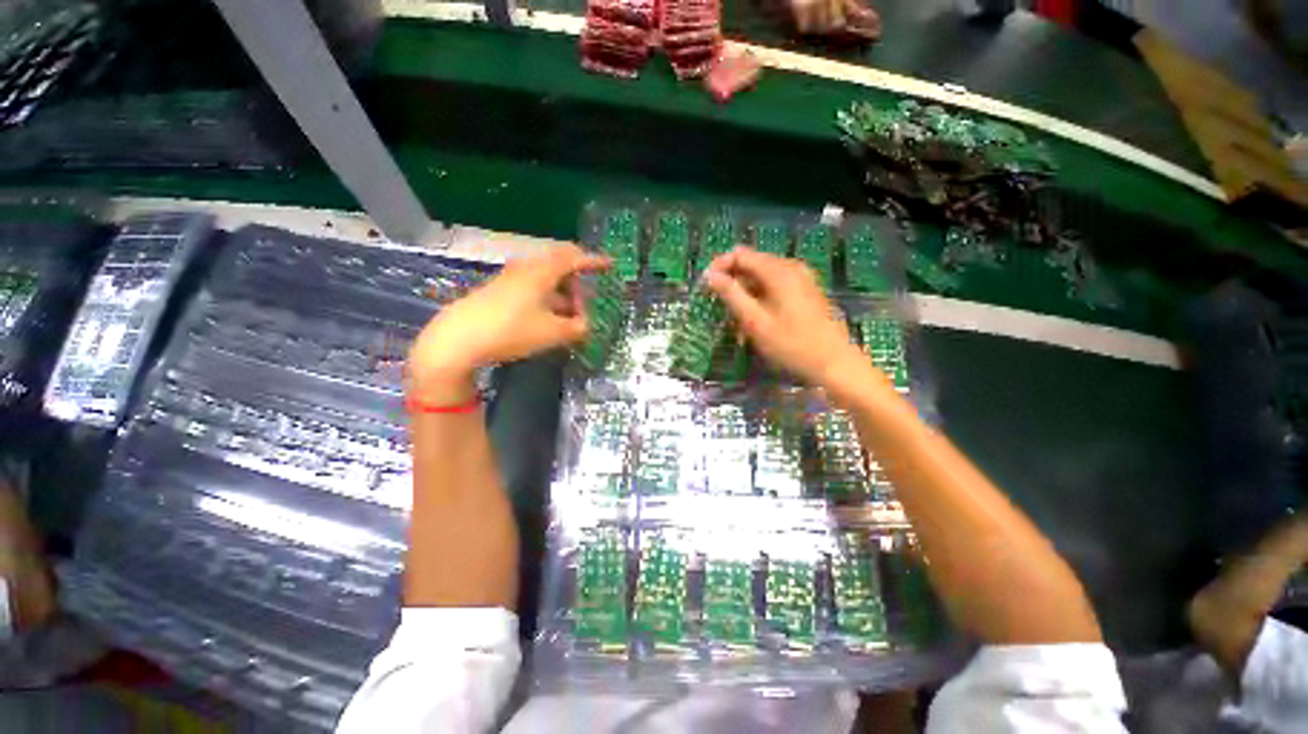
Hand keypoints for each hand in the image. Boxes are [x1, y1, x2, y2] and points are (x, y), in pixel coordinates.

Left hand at [408, 245, 609, 395]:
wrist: (459, 339)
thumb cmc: (512, 331)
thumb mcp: (553, 333)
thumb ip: (577, 328)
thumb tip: (586, 325)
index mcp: (542, 271)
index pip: (574, 258)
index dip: (594, 261)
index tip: (610, 265)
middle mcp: (526, 268)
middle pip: (559, 265)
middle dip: (578, 280)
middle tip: (589, 299)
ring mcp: (510, 279)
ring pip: (545, 278)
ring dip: (562, 292)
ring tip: (571, 314)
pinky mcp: (499, 291)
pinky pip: (533, 287)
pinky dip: (547, 298)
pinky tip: (549, 318)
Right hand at [703, 247, 866, 389]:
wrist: (834, 363)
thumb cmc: (792, 345)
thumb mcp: (755, 322)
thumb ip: (731, 295)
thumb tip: (710, 275)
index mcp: (779, 271)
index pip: (740, 254)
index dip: (719, 266)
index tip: (705, 286)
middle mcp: (791, 267)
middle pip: (752, 262)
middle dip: (732, 279)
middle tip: (718, 304)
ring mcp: (801, 278)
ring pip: (762, 275)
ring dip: (745, 290)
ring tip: (735, 316)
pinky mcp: (806, 290)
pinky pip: (775, 284)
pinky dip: (760, 295)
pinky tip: (755, 317)